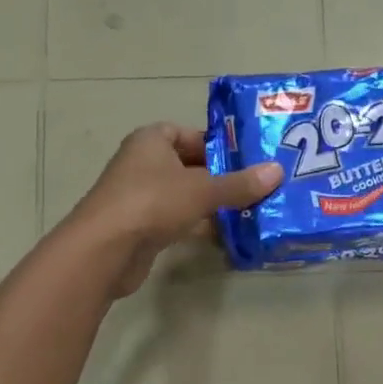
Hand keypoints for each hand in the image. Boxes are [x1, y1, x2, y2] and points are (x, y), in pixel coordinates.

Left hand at [68, 122, 282, 296]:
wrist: (105, 250)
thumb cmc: (152, 203)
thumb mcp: (202, 190)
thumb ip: (239, 184)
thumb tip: (277, 172)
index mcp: (151, 141)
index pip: (187, 133)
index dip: (215, 143)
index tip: (245, 157)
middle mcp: (143, 163)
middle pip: (188, 165)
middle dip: (220, 175)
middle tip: (256, 184)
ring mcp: (140, 197)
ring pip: (184, 194)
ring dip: (211, 202)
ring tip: (249, 209)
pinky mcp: (141, 227)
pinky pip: (176, 219)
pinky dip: (198, 224)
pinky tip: (226, 233)